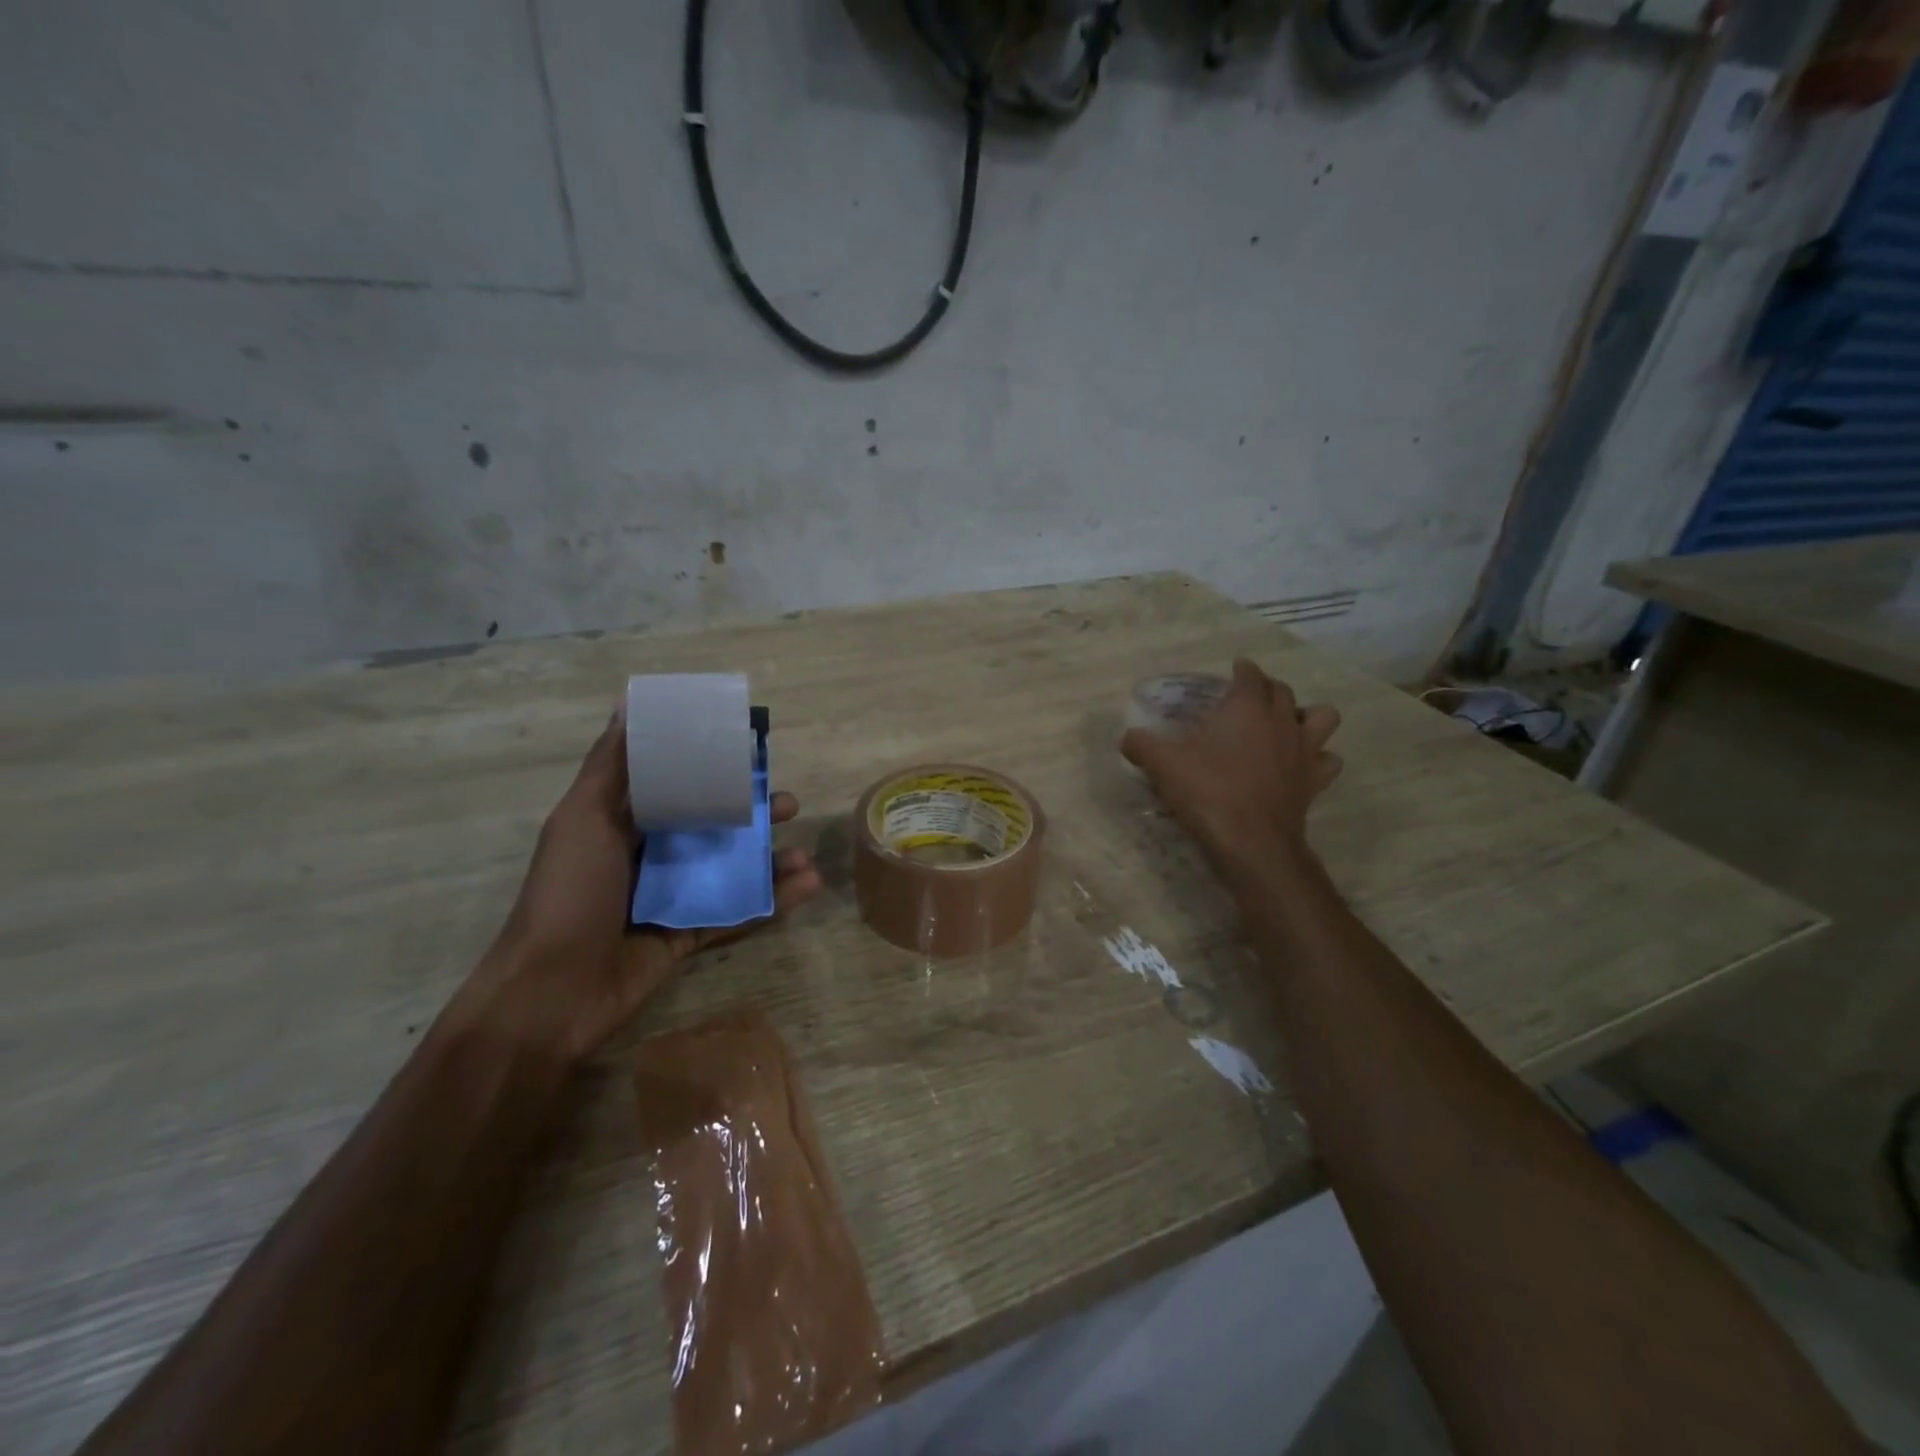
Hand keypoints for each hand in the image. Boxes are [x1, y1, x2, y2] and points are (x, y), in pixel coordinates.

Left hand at [458, 710, 822, 1060]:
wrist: (550, 995)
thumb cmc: (568, 895)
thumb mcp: (584, 819)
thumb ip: (611, 765)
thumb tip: (628, 702)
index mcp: (620, 823)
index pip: (675, 785)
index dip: (712, 768)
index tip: (751, 753)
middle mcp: (648, 855)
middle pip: (711, 826)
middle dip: (751, 815)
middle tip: (788, 806)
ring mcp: (670, 897)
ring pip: (729, 870)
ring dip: (769, 859)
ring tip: (803, 853)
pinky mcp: (687, 935)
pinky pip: (736, 912)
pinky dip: (772, 900)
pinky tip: (807, 885)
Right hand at [1121, 658, 1342, 874]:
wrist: (1250, 841)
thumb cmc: (1207, 791)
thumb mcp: (1163, 765)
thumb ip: (1142, 745)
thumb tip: (1126, 738)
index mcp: (1246, 707)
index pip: (1250, 675)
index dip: (1242, 669)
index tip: (1235, 669)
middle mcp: (1281, 721)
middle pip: (1283, 691)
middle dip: (1268, 689)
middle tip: (1249, 699)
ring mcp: (1304, 750)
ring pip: (1323, 717)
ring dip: (1308, 716)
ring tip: (1287, 726)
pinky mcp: (1315, 780)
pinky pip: (1328, 760)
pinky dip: (1318, 758)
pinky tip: (1300, 765)